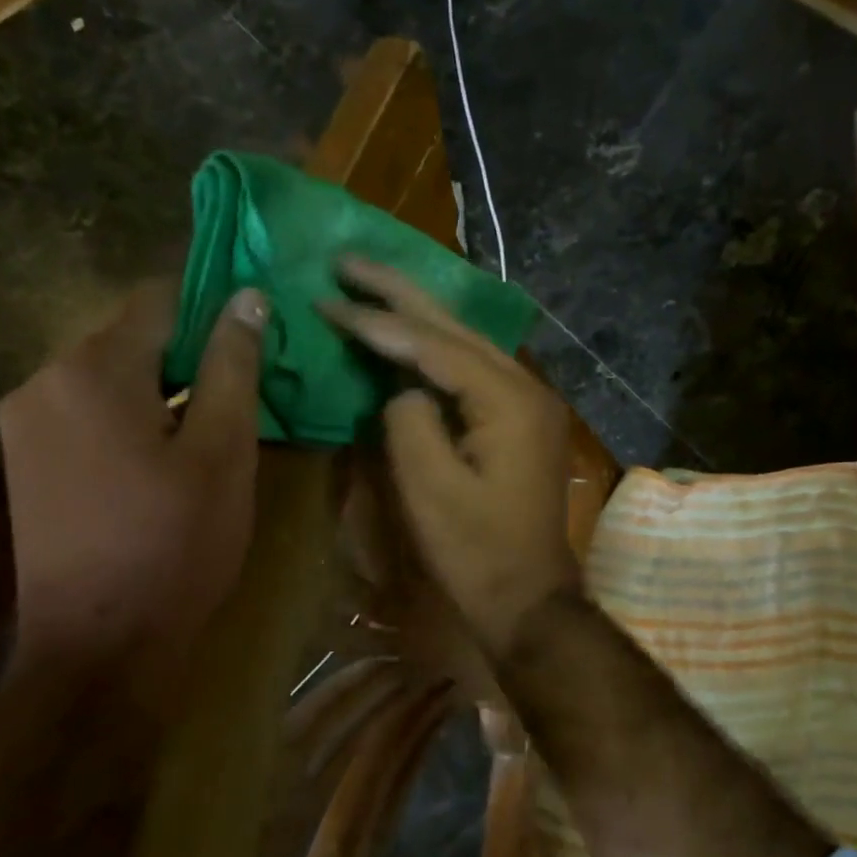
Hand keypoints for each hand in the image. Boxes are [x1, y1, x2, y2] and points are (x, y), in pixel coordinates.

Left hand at [0, 282, 268, 668]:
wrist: (98, 645)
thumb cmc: (176, 543)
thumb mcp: (223, 451)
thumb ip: (232, 366)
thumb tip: (246, 296)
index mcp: (94, 369)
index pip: (161, 299)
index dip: (214, 309)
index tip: (256, 342)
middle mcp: (44, 379)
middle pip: (133, 338)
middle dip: (191, 357)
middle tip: (244, 402)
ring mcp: (25, 422)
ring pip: (112, 377)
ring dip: (163, 391)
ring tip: (209, 437)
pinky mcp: (25, 459)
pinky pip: (89, 411)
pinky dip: (132, 418)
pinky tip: (163, 464)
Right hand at [320, 255, 577, 658]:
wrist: (528, 597)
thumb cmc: (475, 551)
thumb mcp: (428, 488)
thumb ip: (408, 420)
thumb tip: (402, 389)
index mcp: (507, 400)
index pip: (433, 344)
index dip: (377, 320)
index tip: (327, 295)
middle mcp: (526, 388)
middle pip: (456, 326)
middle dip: (400, 291)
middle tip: (348, 259)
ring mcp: (530, 403)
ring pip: (469, 341)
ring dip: (421, 312)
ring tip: (373, 282)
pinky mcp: (522, 421)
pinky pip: (476, 369)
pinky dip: (439, 348)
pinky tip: (414, 333)